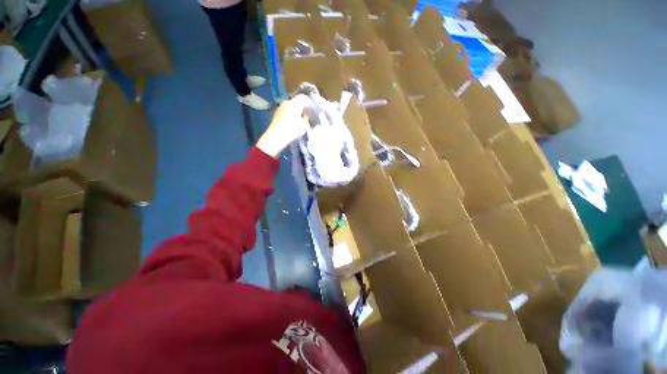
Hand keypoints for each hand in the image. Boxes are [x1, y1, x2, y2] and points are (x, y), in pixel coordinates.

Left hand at [256, 94, 310, 157]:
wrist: (276, 137)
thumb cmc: (292, 130)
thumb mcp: (304, 125)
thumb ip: (307, 118)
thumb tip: (306, 115)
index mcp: (295, 103)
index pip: (304, 98)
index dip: (310, 103)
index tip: (313, 110)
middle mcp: (287, 102)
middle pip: (297, 102)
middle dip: (302, 107)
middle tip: (307, 115)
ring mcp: (280, 107)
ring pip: (291, 106)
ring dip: (296, 111)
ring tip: (300, 119)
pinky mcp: (276, 113)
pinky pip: (286, 111)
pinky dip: (290, 114)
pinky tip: (292, 122)